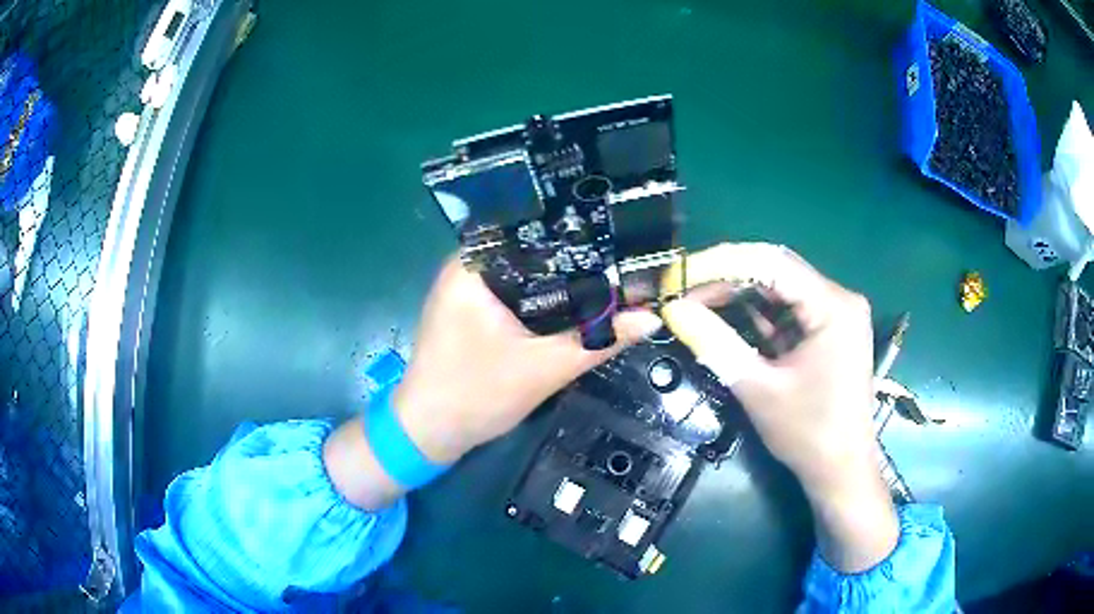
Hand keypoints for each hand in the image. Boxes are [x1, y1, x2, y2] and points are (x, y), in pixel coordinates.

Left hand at [393, 257, 662, 463]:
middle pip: (532, 250)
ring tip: (611, 271)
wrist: (430, 433)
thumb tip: (651, 317)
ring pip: (526, 272)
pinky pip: (517, 291)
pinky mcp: (472, 309)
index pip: (533, 229)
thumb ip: (600, 340)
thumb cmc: (475, 395)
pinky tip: (576, 300)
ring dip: (561, 279)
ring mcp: (468, 288)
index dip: (579, 231)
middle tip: (625, 255)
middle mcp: (467, 265)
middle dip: (576, 256)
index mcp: (473, 265)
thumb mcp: (544, 369)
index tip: (620, 234)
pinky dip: (544, 297)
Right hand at [662, 243, 897, 571]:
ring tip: (695, 304)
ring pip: (778, 290)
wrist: (840, 470)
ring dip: (738, 296)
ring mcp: (834, 315)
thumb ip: (715, 343)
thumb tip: (673, 309)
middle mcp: (838, 299)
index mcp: (833, 306)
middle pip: (775, 272)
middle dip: (726, 279)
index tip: (681, 275)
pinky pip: (786, 311)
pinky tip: (724, 318)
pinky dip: (755, 316)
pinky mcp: (827, 332)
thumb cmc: (808, 433)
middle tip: (682, 291)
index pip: (771, 263)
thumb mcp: (758, 388)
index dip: (721, 264)